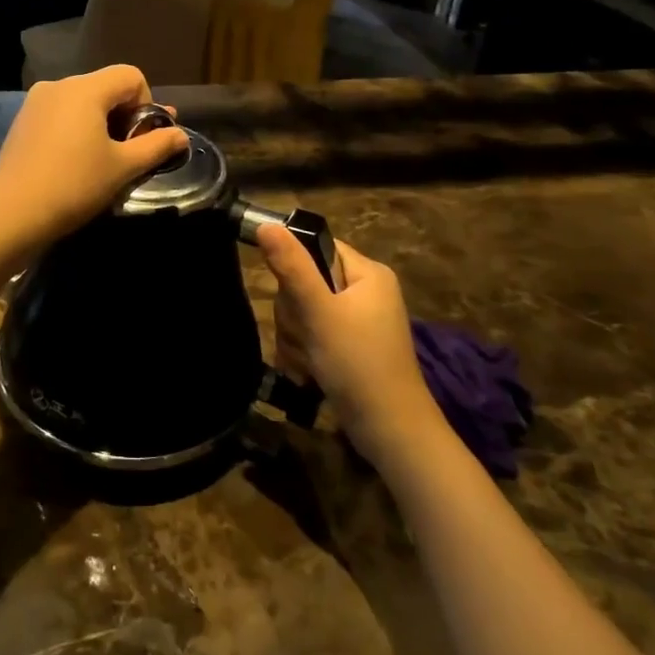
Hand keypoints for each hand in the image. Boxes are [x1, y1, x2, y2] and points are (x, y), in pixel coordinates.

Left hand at [0, 67, 187, 253]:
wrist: (11, 214)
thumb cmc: (74, 186)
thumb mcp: (123, 168)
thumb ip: (156, 146)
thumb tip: (181, 136)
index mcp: (85, 89)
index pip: (131, 76)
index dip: (147, 104)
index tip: (142, 140)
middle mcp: (58, 85)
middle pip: (106, 87)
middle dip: (125, 116)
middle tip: (129, 154)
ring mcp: (35, 102)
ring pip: (82, 102)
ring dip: (101, 124)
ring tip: (103, 161)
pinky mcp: (22, 122)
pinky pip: (61, 115)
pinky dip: (76, 130)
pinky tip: (74, 163)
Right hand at [257, 226, 445, 462]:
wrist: (390, 431)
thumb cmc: (358, 363)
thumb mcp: (319, 312)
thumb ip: (291, 267)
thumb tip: (265, 223)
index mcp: (368, 273)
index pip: (317, 248)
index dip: (296, 268)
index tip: (293, 297)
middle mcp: (365, 291)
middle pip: (305, 281)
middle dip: (295, 313)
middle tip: (307, 335)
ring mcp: (357, 321)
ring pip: (303, 312)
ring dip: (296, 337)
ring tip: (310, 360)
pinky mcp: (349, 347)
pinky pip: (312, 334)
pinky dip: (304, 352)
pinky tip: (309, 372)